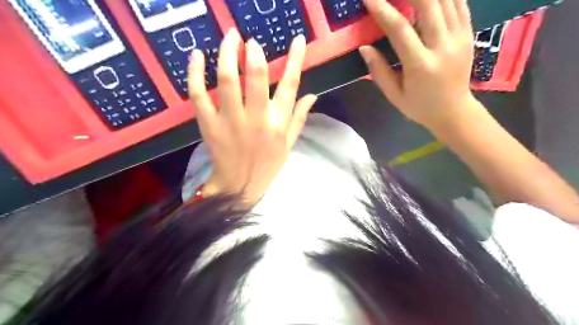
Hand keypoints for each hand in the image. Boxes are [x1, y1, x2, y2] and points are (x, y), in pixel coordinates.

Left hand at [188, 30, 315, 202]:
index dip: (295, 60)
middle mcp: (256, 119)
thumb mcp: (288, 144)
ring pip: (227, 81)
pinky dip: (195, 73)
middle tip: (250, 41)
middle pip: (257, 78)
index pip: (290, 86)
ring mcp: (230, 121)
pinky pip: (198, 95)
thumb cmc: (266, 166)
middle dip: (254, 53)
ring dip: (227, 54)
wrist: (239, 186)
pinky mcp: (209, 125)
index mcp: (277, 124)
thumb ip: (299, 118)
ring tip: (229, 38)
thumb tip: (312, 95)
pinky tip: (197, 55)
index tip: (298, 40)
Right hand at [360, 0, 476, 130]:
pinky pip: (459, 2)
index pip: (399, 29)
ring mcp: (460, 37)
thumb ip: (379, 71)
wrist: (454, 112)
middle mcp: (443, 46)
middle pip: (428, 3)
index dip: (382, 9)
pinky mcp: (469, 33)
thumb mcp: (394, 95)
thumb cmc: (419, 107)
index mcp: (420, 65)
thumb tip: (364, 47)